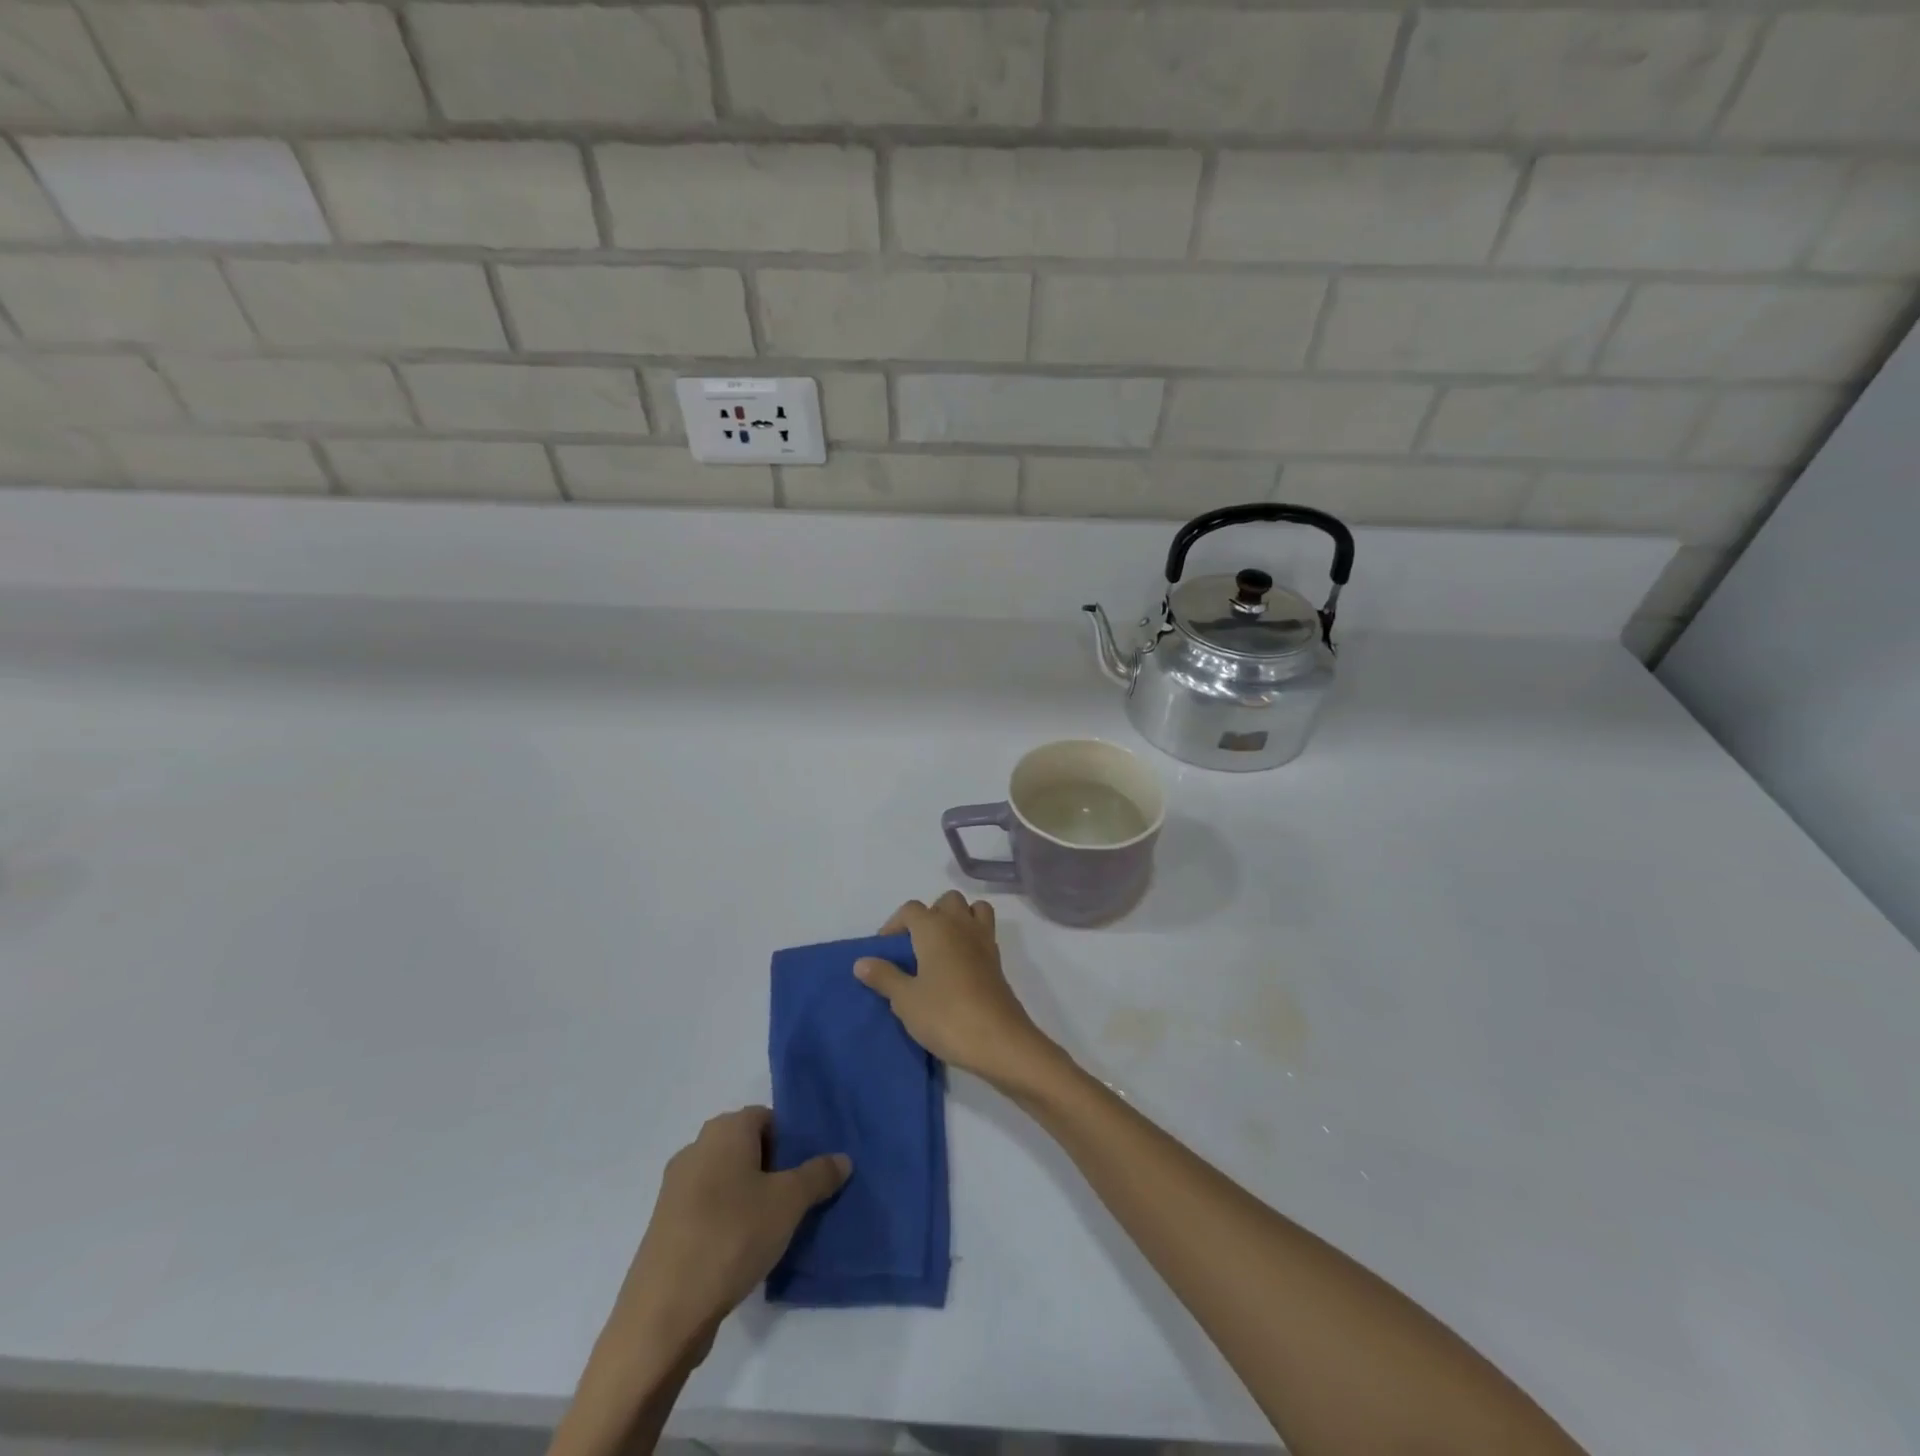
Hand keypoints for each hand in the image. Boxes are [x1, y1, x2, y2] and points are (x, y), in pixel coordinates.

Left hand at [604, 1107, 849, 1359]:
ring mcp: (676, 1188)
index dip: (791, 1141)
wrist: (663, 1314)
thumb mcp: (789, 1203)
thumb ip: (818, 1175)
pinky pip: (708, 1208)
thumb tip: (842, 1158)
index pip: (767, 1118)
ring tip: (775, 1230)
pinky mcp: (665, 1226)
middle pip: (746, 1147)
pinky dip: (728, 1221)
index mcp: (724, 1130)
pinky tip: (743, 1252)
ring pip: (727, 1180)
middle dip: (774, 1169)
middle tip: (798, 1200)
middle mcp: (696, 1148)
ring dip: (751, 1197)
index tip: (808, 1173)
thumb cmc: (732, 1237)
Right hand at [854, 891, 1065, 1091]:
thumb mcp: (906, 1000)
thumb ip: (884, 977)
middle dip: (929, 916)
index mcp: (935, 928)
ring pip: (972, 910)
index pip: (910, 909)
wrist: (999, 1040)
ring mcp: (983, 940)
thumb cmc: (946, 1015)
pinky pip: (984, 933)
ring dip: (957, 920)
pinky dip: (971, 938)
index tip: (885, 950)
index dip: (894, 925)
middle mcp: (961, 925)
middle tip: (915, 947)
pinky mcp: (997, 961)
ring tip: (940, 950)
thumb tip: (861, 961)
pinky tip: (958, 968)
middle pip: (946, 901)